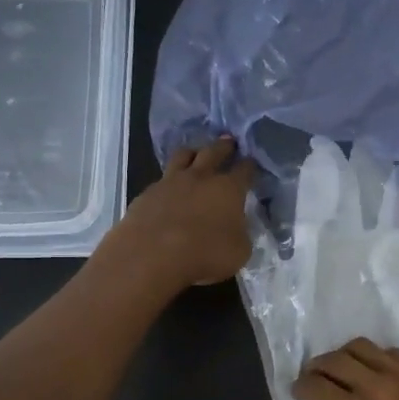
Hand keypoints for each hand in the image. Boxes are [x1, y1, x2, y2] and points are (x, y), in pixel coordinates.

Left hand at [104, 137, 255, 293]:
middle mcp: (200, 178)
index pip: (244, 170)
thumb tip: (235, 226)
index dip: (249, 166)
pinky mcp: (146, 194)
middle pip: (213, 152)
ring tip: (196, 154)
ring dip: (193, 153)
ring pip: (183, 156)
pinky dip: (169, 181)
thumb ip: (240, 233)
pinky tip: (168, 190)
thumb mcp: (239, 251)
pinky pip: (161, 180)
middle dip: (224, 147)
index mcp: (228, 189)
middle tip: (229, 142)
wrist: (152, 257)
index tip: (252, 164)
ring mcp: (170, 182)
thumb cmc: (205, 255)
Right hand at [293, 339, 398, 399]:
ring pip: (361, 346)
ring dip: (344, 355)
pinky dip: (376, 358)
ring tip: (344, 367)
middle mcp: (373, 384)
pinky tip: (377, 372)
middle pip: (333, 359)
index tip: (299, 391)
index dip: (300, 386)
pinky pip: (391, 351)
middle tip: (315, 375)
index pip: (313, 384)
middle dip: (317, 366)